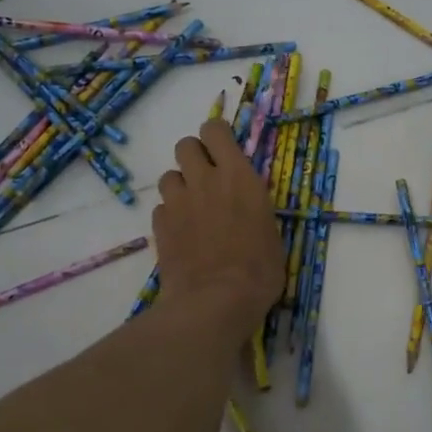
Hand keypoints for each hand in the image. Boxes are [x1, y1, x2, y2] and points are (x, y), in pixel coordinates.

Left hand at [152, 119, 282, 335]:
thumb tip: (247, 208)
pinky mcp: (160, 226)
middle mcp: (205, 180)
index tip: (223, 150)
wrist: (215, 301)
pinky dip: (170, 215)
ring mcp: (178, 202)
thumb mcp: (271, 233)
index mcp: (238, 177)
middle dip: (194, 156)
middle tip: (206, 178)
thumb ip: (253, 208)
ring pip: (168, 175)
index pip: (215, 130)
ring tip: (191, 208)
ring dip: (179, 186)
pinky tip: (182, 234)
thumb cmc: (258, 271)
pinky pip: (161, 208)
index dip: (216, 136)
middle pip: (185, 145)